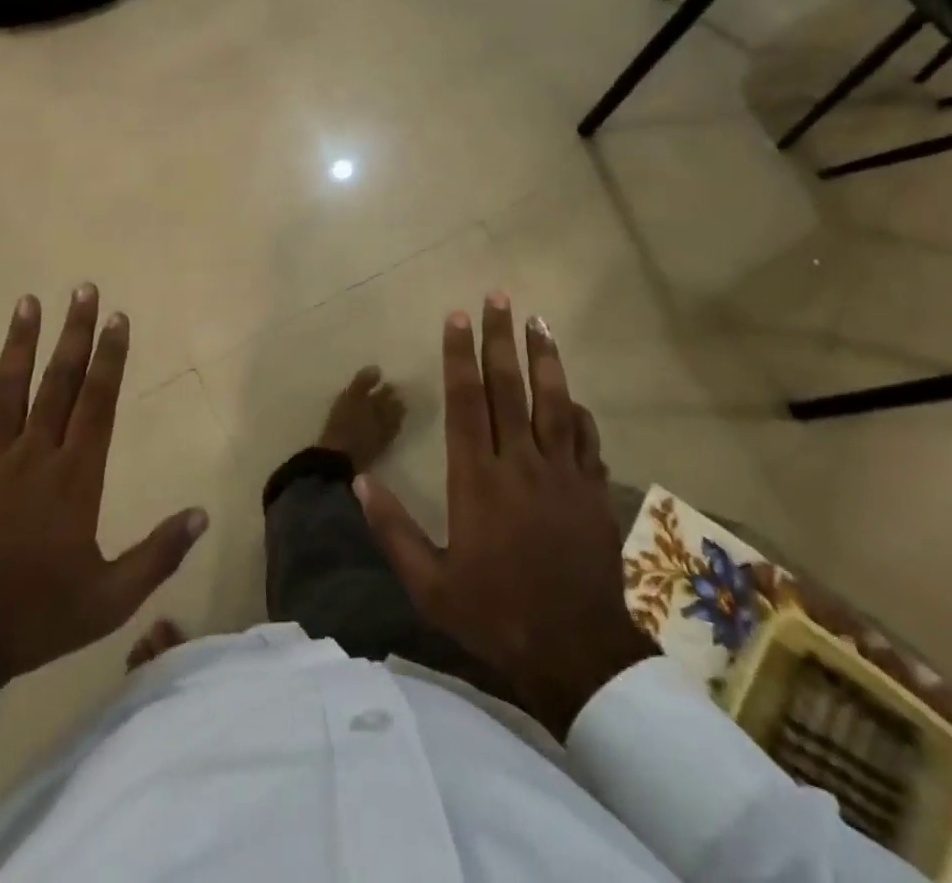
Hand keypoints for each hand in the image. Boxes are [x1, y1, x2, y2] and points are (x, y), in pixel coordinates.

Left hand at [0, 287, 208, 708]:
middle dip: (74, 334)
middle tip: (82, 289)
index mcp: (74, 479)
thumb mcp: (110, 599)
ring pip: (7, 392)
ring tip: (28, 302)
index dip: (110, 358)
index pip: (98, 403)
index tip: (117, 318)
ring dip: (20, 345)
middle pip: (57, 384)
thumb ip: (158, 555)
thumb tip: (203, 514)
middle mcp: (34, 457)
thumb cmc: (36, 618)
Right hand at [354, 295, 658, 738]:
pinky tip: (572, 393)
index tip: (457, 317)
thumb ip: (393, 529)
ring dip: (545, 358)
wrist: (577, 654)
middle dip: (500, 338)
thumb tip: (359, 482)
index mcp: (477, 479)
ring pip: (553, 402)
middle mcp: (520, 463)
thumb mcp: (430, 583)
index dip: (460, 355)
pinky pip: (587, 439)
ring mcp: (562, 474)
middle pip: (509, 387)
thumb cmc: (495, 613)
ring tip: (538, 320)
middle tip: (498, 297)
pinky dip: (578, 411)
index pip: (466, 401)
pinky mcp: (592, 491)